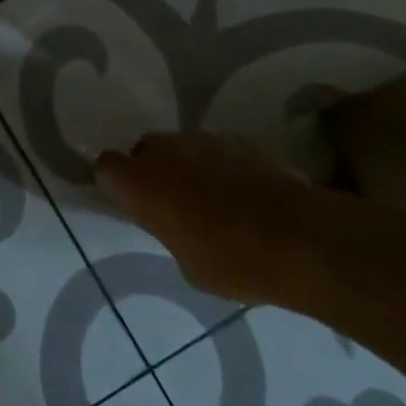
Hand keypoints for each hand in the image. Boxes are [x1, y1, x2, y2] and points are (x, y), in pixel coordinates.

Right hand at [95, 133, 322, 304]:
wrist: (299, 237)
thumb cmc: (232, 261)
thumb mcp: (187, 264)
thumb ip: (169, 231)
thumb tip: (177, 224)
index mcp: (139, 183)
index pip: (106, 166)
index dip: (116, 182)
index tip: (131, 202)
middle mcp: (163, 152)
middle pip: (145, 150)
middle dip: (153, 170)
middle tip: (173, 203)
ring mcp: (202, 141)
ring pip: (182, 149)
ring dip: (187, 167)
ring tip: (213, 200)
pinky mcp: (239, 141)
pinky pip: (216, 152)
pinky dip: (221, 168)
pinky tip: (243, 195)